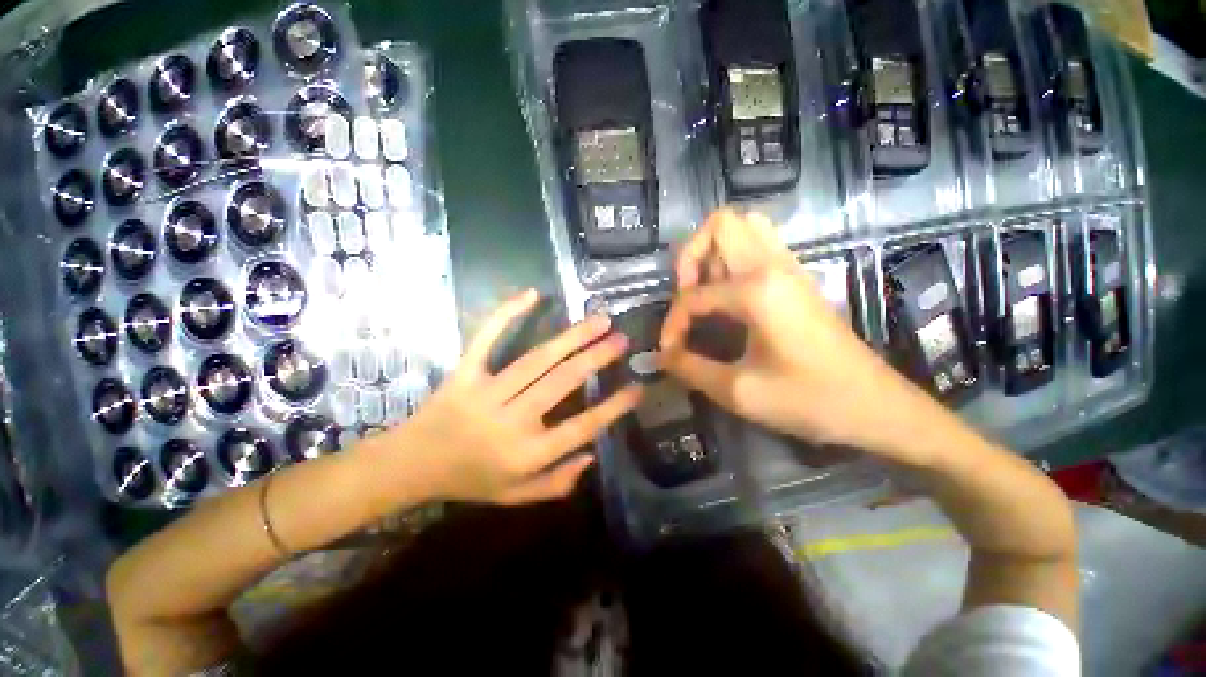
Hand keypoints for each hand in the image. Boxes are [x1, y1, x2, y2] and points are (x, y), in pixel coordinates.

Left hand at [397, 289, 641, 504]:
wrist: (409, 467)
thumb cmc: (468, 483)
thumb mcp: (516, 497)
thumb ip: (556, 482)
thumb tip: (592, 455)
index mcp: (527, 454)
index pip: (582, 428)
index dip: (614, 407)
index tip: (638, 388)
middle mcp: (512, 420)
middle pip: (563, 382)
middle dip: (597, 357)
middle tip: (622, 338)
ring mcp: (486, 392)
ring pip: (537, 358)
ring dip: (572, 337)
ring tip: (599, 319)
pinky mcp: (463, 373)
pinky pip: (486, 338)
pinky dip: (507, 314)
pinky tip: (532, 294)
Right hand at [660, 210, 943, 456]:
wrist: (876, 407)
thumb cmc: (809, 400)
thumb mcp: (738, 391)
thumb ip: (690, 368)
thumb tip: (662, 355)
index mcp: (756, 290)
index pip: (692, 296)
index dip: (672, 323)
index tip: (669, 351)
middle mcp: (772, 266)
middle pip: (720, 224)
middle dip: (690, 256)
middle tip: (686, 295)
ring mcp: (790, 267)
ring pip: (744, 227)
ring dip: (715, 252)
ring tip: (706, 291)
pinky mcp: (798, 278)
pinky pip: (760, 245)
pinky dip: (735, 258)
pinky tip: (730, 296)